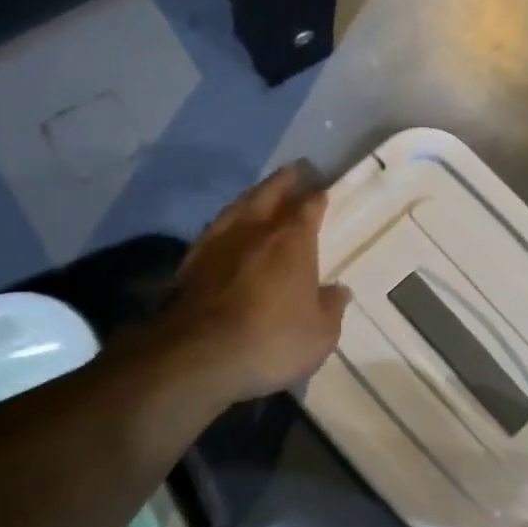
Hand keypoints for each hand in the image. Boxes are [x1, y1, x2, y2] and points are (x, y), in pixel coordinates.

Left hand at [165, 166, 351, 403]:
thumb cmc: (272, 341)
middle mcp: (255, 230)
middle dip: (284, 181)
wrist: (199, 356)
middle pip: (270, 193)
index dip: (318, 196)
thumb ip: (330, 308)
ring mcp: (218, 242)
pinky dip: (226, 223)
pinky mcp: (190, 261)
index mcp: (292, 240)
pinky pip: (214, 230)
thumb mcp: (320, 335)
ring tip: (261, 194)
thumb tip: (338, 291)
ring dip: (253, 196)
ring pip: (238, 206)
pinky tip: (226, 230)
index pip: (309, 206)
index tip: (322, 190)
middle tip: (295, 170)